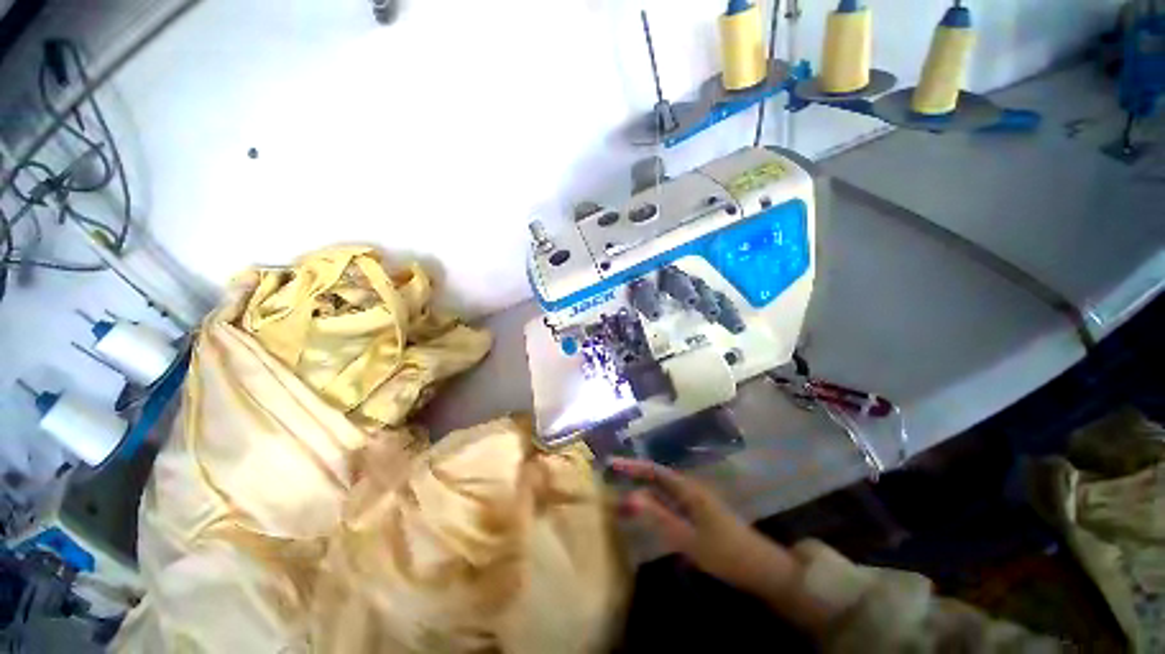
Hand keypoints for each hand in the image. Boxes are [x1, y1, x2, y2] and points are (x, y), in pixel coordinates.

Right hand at [611, 458, 834, 633]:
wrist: (761, 568)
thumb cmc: (725, 553)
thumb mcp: (688, 538)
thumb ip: (658, 517)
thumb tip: (630, 497)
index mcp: (688, 489)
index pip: (654, 471)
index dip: (632, 466)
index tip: (611, 463)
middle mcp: (690, 489)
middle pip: (657, 476)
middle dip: (634, 475)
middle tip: (611, 478)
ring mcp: (695, 501)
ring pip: (663, 489)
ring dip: (643, 488)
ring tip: (622, 493)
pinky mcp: (698, 513)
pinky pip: (670, 501)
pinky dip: (654, 502)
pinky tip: (647, 511)